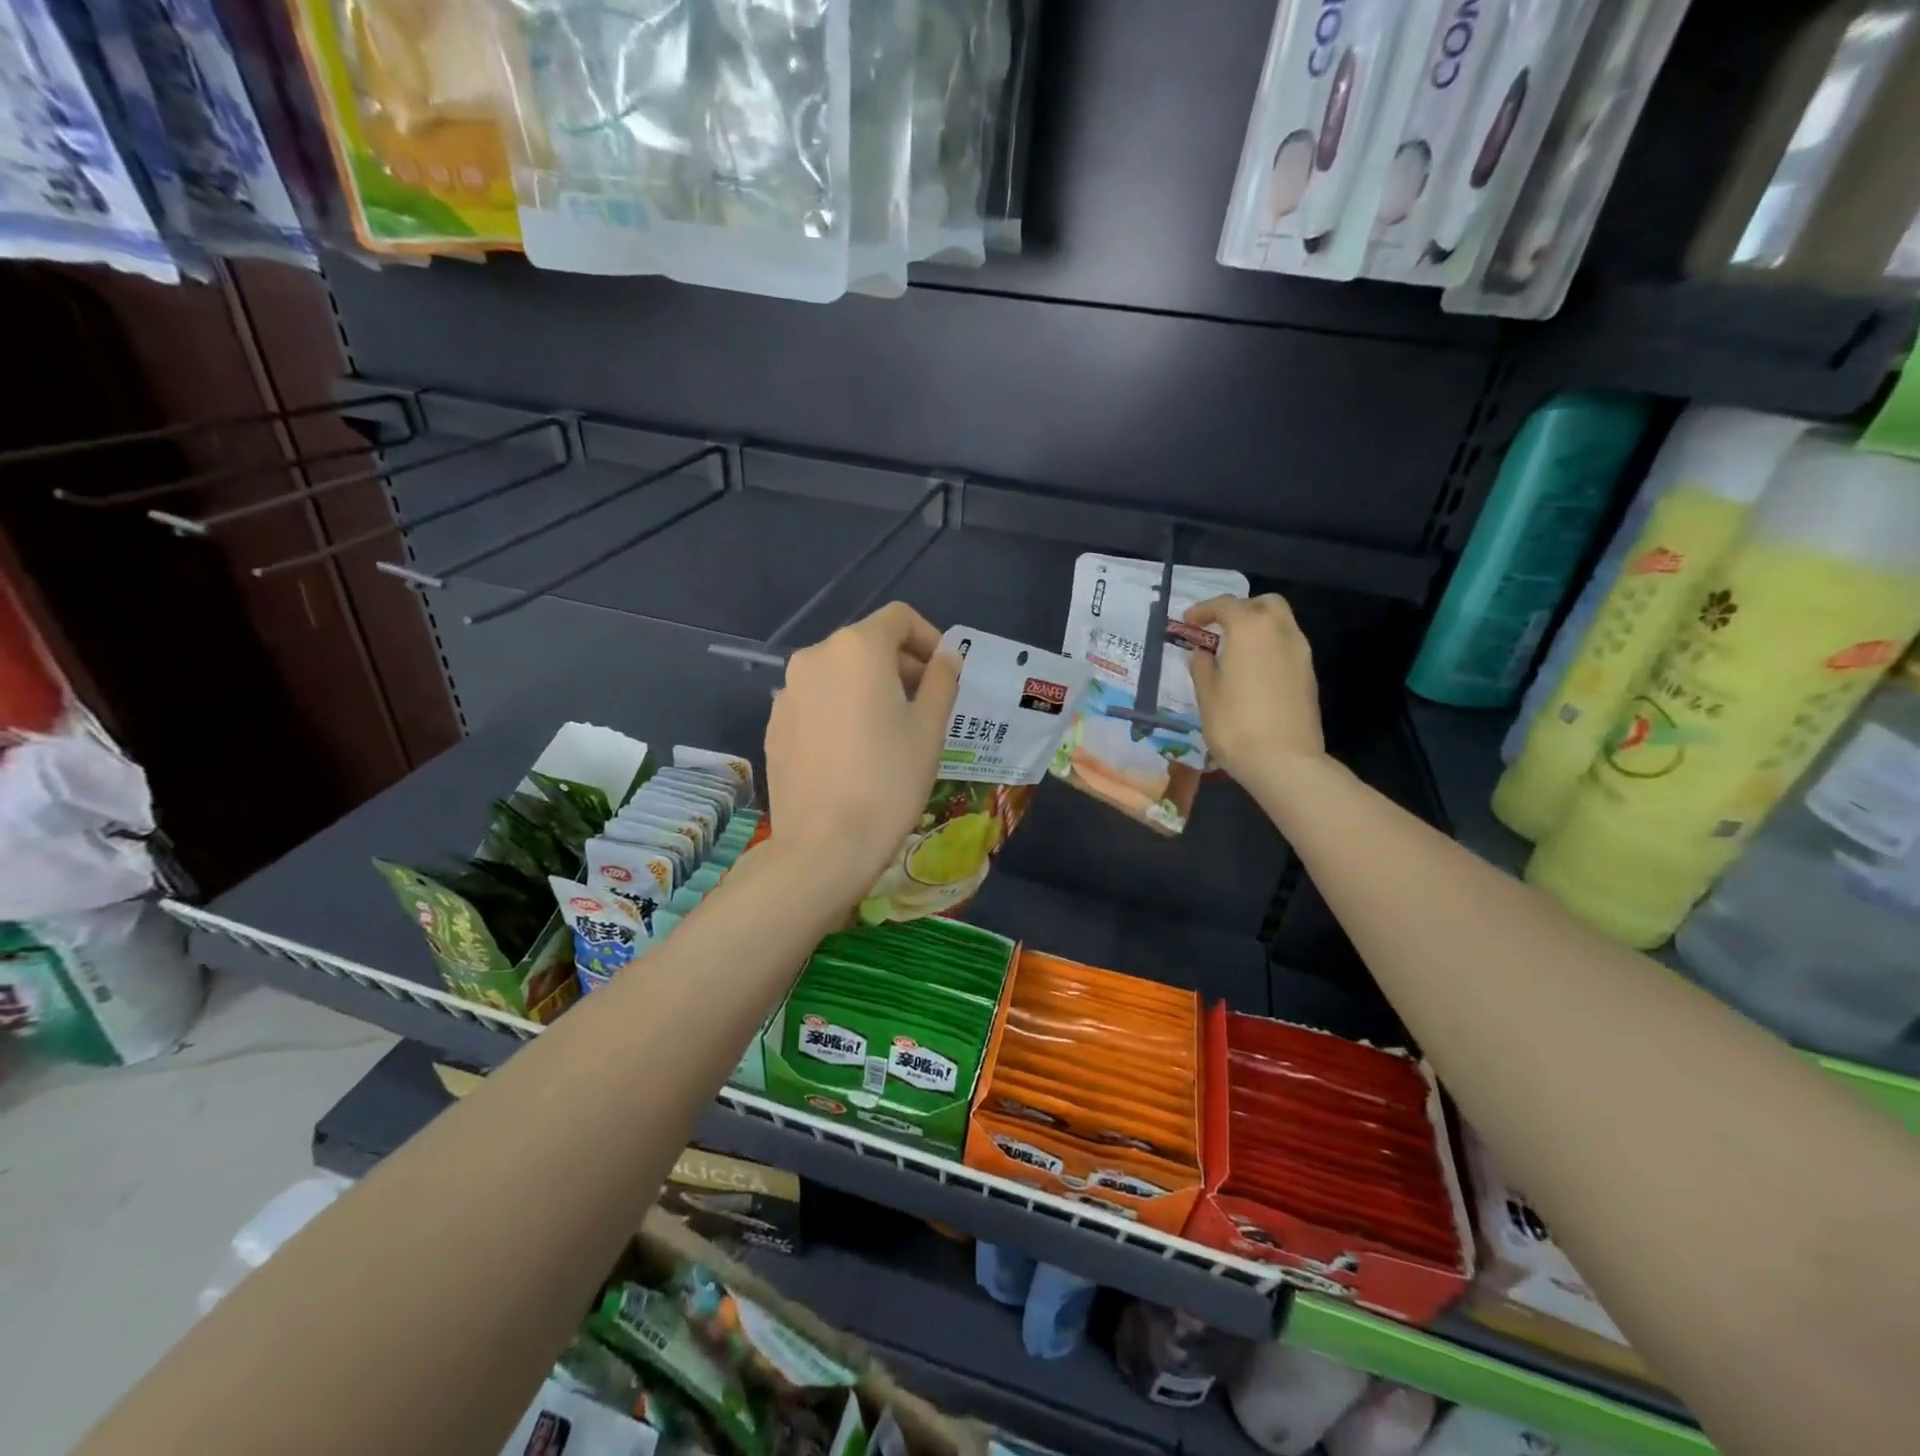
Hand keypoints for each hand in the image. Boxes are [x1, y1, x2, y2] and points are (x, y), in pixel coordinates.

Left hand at [764, 603, 961, 899]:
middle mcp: (814, 657)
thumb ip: (941, 680)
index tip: (944, 671)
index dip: (928, 637)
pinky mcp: (775, 724)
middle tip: (926, 704)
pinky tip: (854, 751)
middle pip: (866, 644)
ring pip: (839, 674)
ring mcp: (787, 692)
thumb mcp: (929, 728)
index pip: (898, 618)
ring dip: (870, 688)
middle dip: (900, 665)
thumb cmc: (889, 780)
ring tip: (891, 731)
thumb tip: (946, 656)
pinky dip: (841, 709)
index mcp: (856, 648)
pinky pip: (817, 701)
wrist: (824, 845)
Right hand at [1186, 594, 1325, 782]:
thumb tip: (1201, 653)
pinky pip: (1287, 646)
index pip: (1226, 605)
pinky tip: (1253, 672)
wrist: (1285, 761)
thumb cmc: (1235, 725)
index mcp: (1250, 629)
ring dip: (1258, 628)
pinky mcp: (1309, 675)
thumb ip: (1202, 667)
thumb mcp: (1207, 696)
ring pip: (1281, 623)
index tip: (1189, 622)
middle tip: (1220, 629)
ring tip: (1235, 652)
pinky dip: (1269, 647)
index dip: (1204, 610)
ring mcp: (1300, 653)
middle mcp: (1280, 632)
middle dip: (1241, 609)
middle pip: (1264, 603)